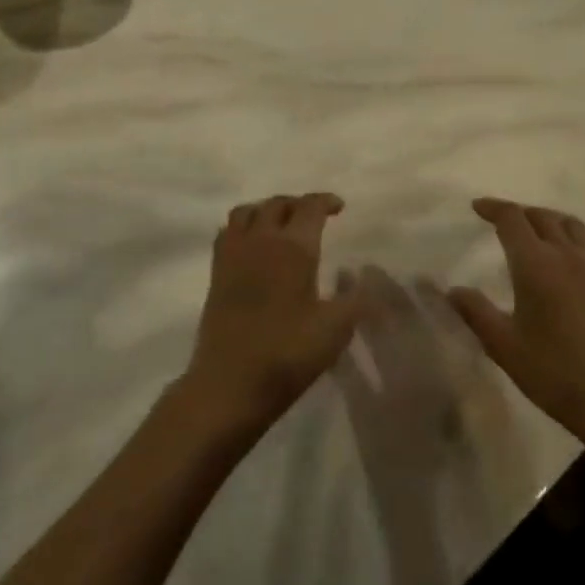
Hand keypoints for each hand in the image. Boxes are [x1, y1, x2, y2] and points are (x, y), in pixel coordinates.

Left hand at [180, 194, 361, 438]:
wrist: (229, 383)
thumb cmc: (287, 354)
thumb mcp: (335, 330)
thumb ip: (357, 299)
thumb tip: (369, 276)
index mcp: (293, 247)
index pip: (309, 207)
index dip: (325, 201)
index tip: (339, 207)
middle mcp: (261, 240)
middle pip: (278, 204)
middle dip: (299, 203)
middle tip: (314, 215)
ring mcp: (233, 254)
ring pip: (249, 211)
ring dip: (268, 209)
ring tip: (283, 224)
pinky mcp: (216, 272)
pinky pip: (229, 231)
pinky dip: (244, 226)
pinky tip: (254, 245)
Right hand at [446, 198, 584, 452]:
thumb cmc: (554, 372)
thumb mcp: (503, 345)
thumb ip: (475, 312)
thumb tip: (452, 290)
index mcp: (534, 264)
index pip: (511, 219)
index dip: (492, 207)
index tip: (476, 207)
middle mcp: (565, 254)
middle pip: (541, 216)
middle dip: (518, 212)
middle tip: (500, 221)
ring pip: (570, 223)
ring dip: (548, 218)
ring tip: (535, 229)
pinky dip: (577, 232)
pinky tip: (573, 245)